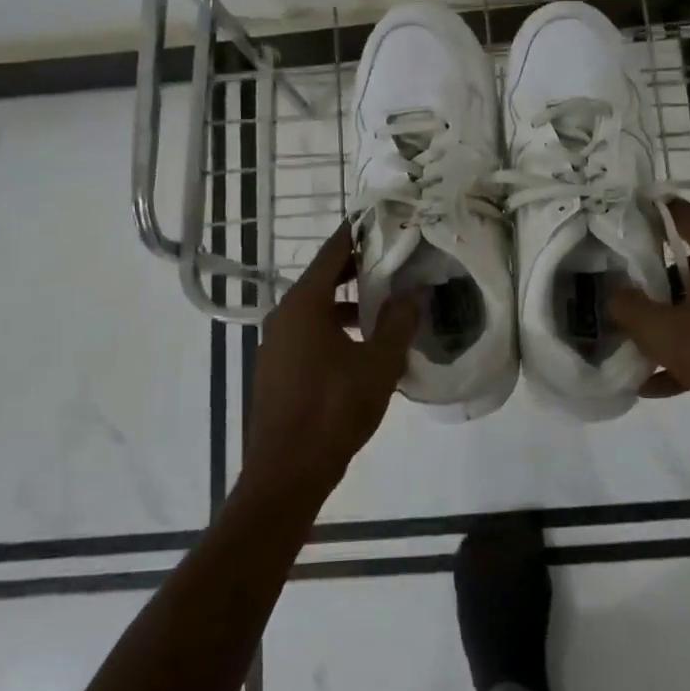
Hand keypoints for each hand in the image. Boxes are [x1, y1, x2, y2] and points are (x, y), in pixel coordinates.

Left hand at [241, 222, 418, 501]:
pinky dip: (335, 327)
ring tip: (386, 304)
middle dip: (358, 268)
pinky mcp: (278, 369)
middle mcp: (284, 316)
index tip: (381, 218)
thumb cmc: (334, 409)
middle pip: (322, 278)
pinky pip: (309, 333)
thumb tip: (413, 294)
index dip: (357, 233)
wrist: (287, 472)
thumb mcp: (378, 364)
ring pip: (316, 308)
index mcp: (303, 305)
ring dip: (348, 302)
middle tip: (394, 258)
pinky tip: (364, 346)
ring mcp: (276, 344)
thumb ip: (398, 323)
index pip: (332, 253)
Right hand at [610, 198, 689, 427]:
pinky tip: (669, 382)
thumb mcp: (662, 333)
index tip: (640, 210)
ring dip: (682, 319)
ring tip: (648, 348)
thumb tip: (616, 295)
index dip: (660, 211)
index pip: (687, 216)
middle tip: (639, 294)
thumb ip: (630, 309)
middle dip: (665, 279)